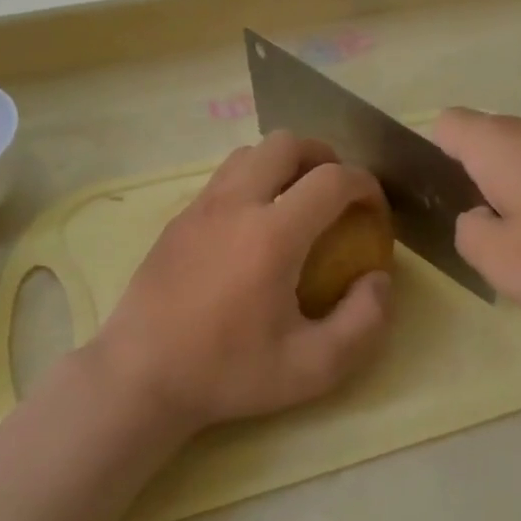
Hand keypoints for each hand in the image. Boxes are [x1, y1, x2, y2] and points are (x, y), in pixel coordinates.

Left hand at [91, 130, 392, 433]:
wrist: (140, 377)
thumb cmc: (228, 373)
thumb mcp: (313, 368)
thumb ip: (364, 322)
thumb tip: (379, 279)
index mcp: (272, 234)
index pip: (333, 179)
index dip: (366, 186)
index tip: (374, 212)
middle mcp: (236, 204)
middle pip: (287, 143)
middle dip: (324, 157)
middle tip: (337, 195)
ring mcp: (201, 207)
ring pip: (251, 153)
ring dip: (285, 164)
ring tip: (298, 202)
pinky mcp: (178, 219)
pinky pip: (224, 177)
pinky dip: (253, 180)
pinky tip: (254, 225)